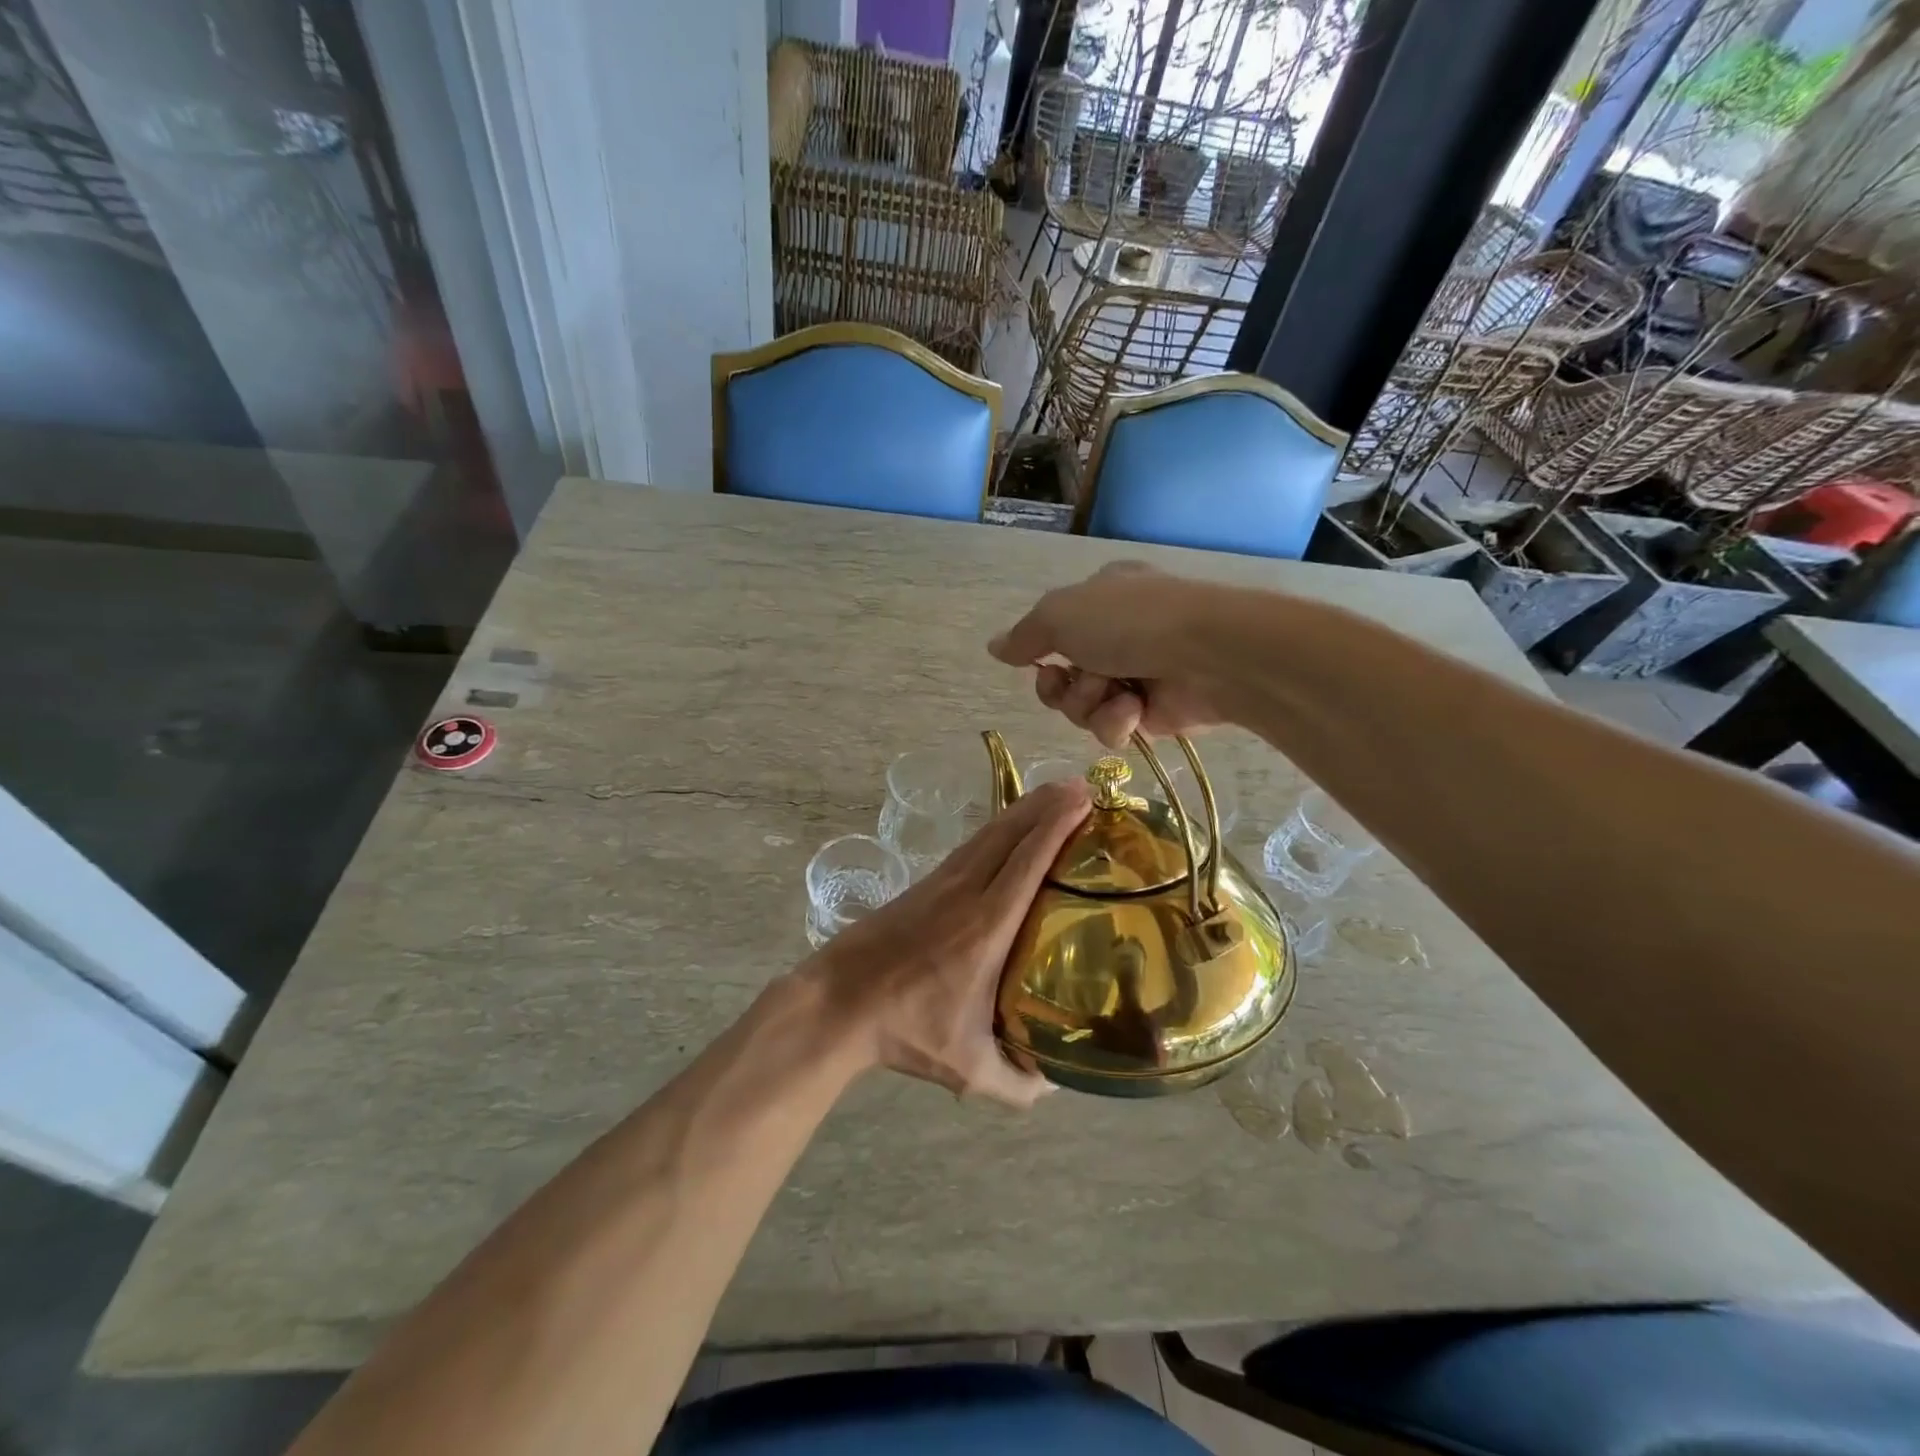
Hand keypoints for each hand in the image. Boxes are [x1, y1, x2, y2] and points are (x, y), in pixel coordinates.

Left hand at [798, 780, 1091, 1106]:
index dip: (1056, 827)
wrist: (838, 1002)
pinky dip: (997, 828)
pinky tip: (1009, 828)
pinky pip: (971, 846)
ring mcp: (941, 884)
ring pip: (988, 834)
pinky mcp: (924, 885)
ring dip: (1022, 810)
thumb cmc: (905, 1030)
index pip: (1027, 863)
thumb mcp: (967, 1068)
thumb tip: (1056, 1084)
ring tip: (1053, 795)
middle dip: (1047, 805)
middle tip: (1080, 786)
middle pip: (1010, 834)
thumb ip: (1017, 1083)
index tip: (1083, 800)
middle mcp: (966, 893)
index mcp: (986, 928)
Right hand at [988, 562, 1233, 748]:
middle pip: (1062, 678)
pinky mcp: (1154, 713)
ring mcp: (1137, 674)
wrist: (1208, 655)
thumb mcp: (1061, 615)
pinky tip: (1134, 710)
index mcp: (1099, 599)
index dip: (1040, 654)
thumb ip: (1024, 637)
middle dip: (1062, 687)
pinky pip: (1112, 728)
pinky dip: (1116, 721)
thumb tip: (993, 647)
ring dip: (1089, 704)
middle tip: (1070, 681)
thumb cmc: (1130, 622)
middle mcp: (1117, 636)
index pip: (1054, 632)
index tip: (1040, 663)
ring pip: (1083, 707)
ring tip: (1116, 693)